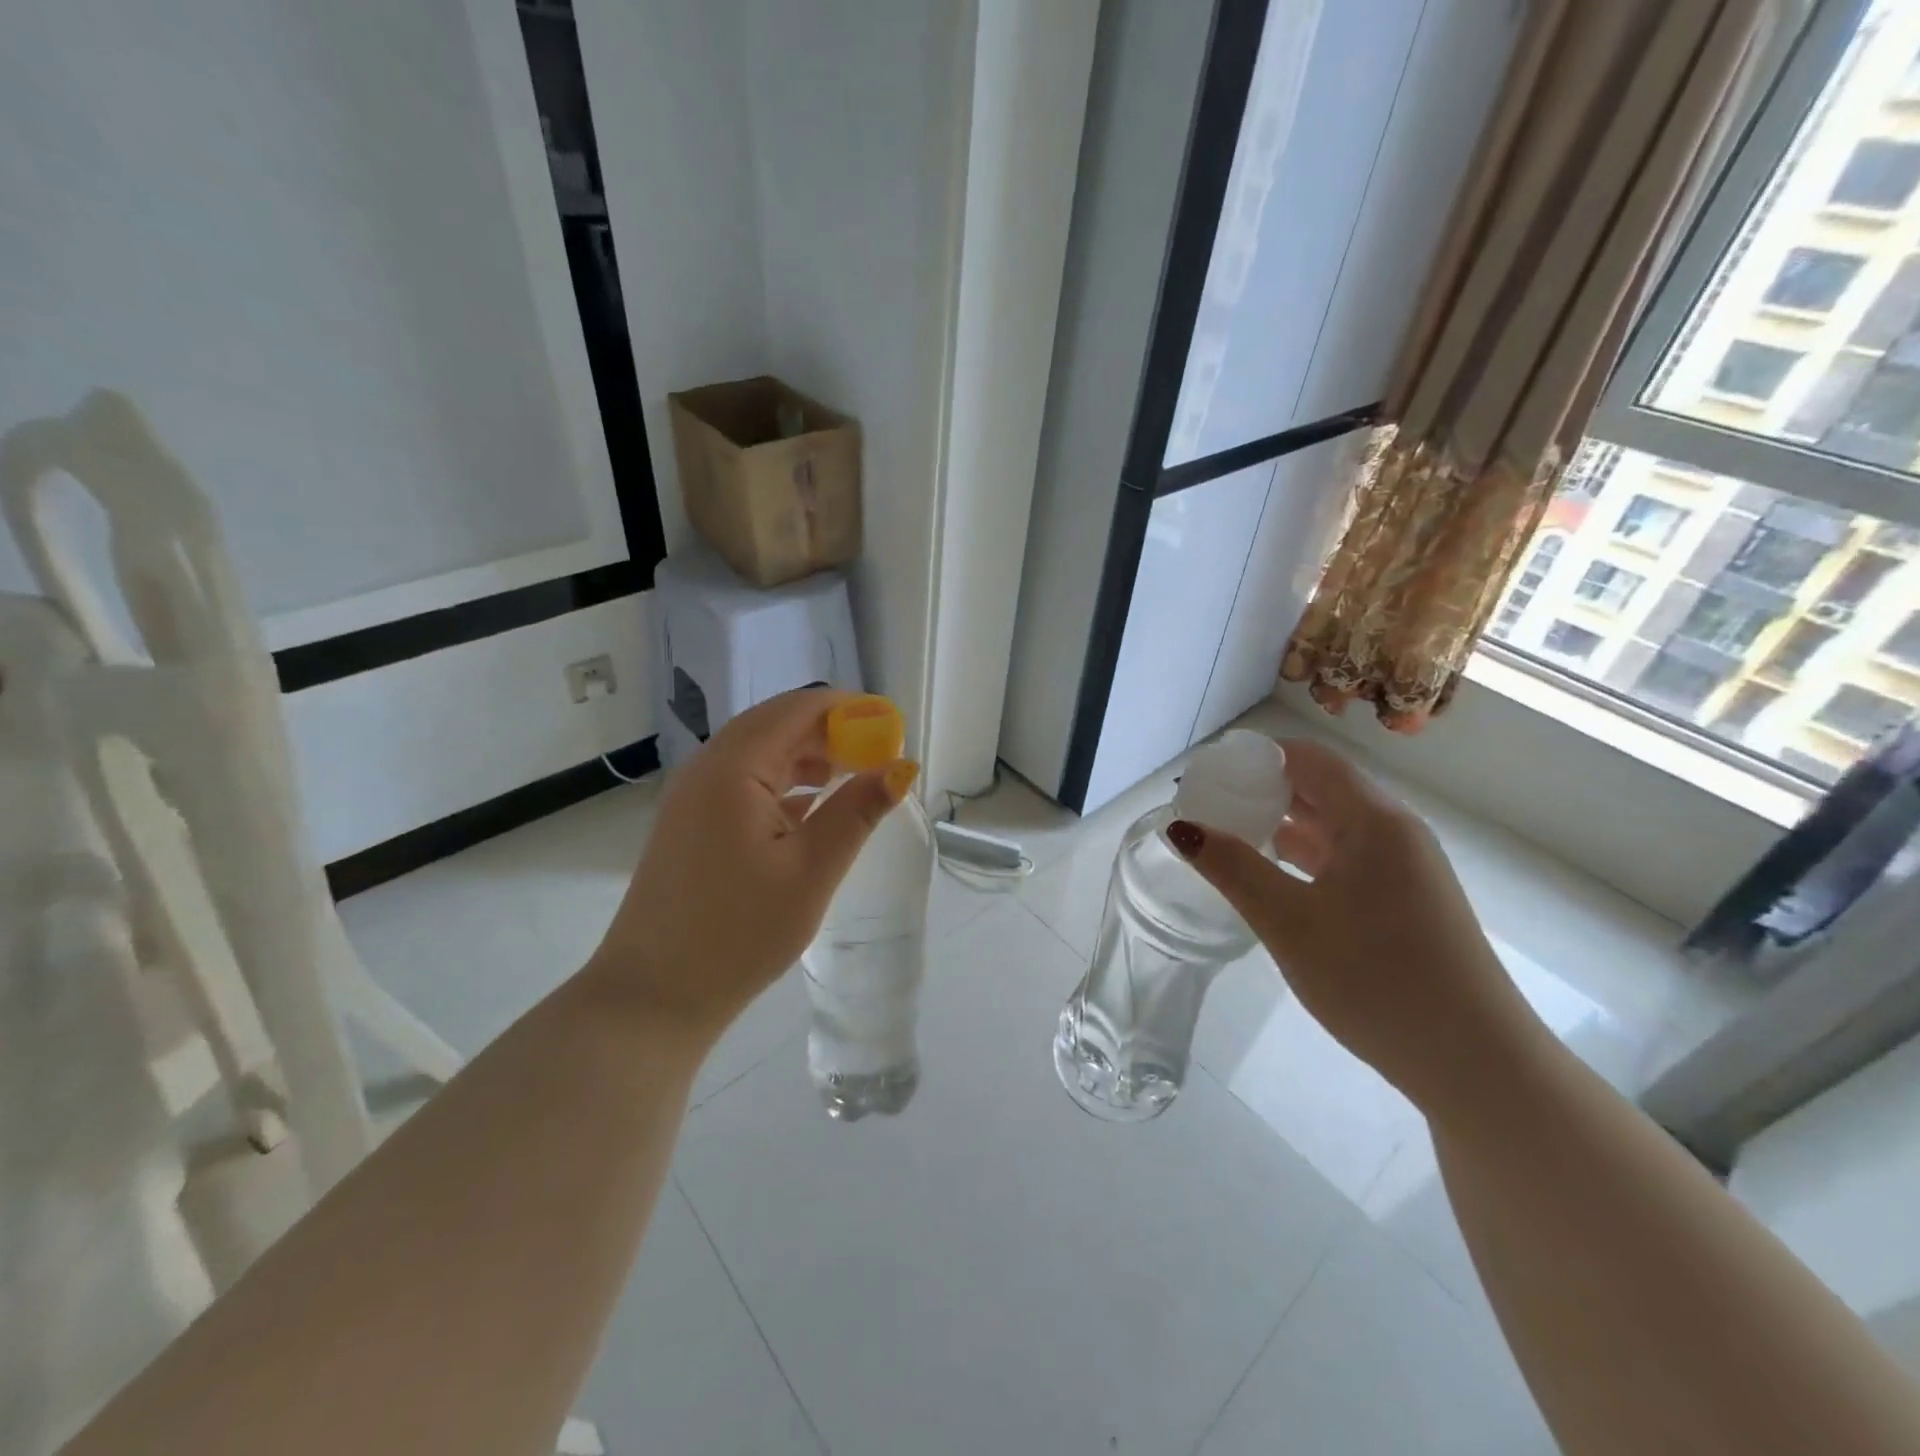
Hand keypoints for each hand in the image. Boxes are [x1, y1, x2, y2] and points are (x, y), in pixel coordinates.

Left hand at [587, 688, 916, 1042]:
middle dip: (831, 731)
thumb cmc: (739, 932)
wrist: (654, 995)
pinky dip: (784, 781)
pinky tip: (812, 806)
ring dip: (808, 756)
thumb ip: (857, 812)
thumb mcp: (811, 871)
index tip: (892, 728)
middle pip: (777, 724)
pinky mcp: (691, 822)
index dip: (849, 709)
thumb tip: (901, 768)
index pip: (798, 709)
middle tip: (879, 755)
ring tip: (854, 776)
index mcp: (733, 768)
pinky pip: (744, 781)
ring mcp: (693, 795)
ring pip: (760, 752)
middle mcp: (707, 767)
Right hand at [1169, 738, 1538, 1107]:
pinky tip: (1272, 876)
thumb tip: (1181, 827)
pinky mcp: (1407, 901)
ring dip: (1282, 823)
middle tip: (1208, 806)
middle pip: (1320, 787)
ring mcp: (1406, 868)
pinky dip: (1305, 856)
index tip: (1207, 773)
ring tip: (1228, 836)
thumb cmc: (1375, 980)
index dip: (1255, 757)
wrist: (1475, 1065)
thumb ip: (1232, 868)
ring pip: (1334, 825)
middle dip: (1262, 789)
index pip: (1308, 759)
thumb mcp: (1289, 922)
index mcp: (1374, 820)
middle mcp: (1395, 832)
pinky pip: (1347, 857)